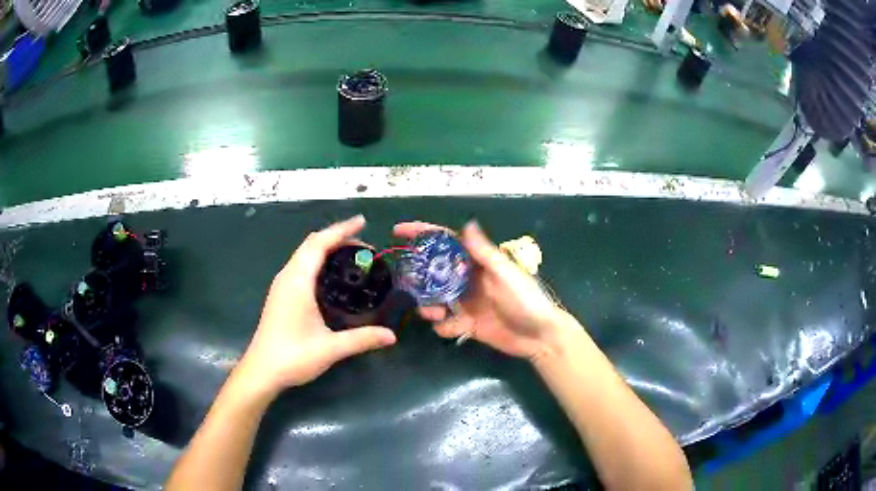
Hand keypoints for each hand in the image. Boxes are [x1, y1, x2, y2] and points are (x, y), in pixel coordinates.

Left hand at [240, 216, 396, 394]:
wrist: (262, 371)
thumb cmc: (293, 356)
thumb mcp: (330, 348)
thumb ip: (362, 339)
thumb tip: (392, 336)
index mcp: (298, 282)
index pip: (319, 244)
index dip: (341, 230)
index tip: (363, 222)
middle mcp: (287, 277)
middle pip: (311, 244)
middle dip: (337, 237)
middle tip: (365, 246)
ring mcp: (282, 285)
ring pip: (304, 254)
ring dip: (326, 247)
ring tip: (351, 255)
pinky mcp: (280, 294)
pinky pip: (300, 265)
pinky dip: (317, 259)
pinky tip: (330, 275)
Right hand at [393, 221, 572, 360]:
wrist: (539, 337)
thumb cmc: (526, 300)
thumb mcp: (505, 273)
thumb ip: (484, 252)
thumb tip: (467, 224)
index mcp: (478, 263)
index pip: (447, 242)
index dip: (423, 233)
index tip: (399, 230)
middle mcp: (468, 280)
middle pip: (435, 273)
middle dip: (420, 278)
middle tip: (409, 285)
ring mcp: (467, 303)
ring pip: (435, 299)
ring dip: (429, 306)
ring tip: (434, 313)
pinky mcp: (468, 325)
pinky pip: (446, 324)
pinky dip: (444, 327)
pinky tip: (452, 328)